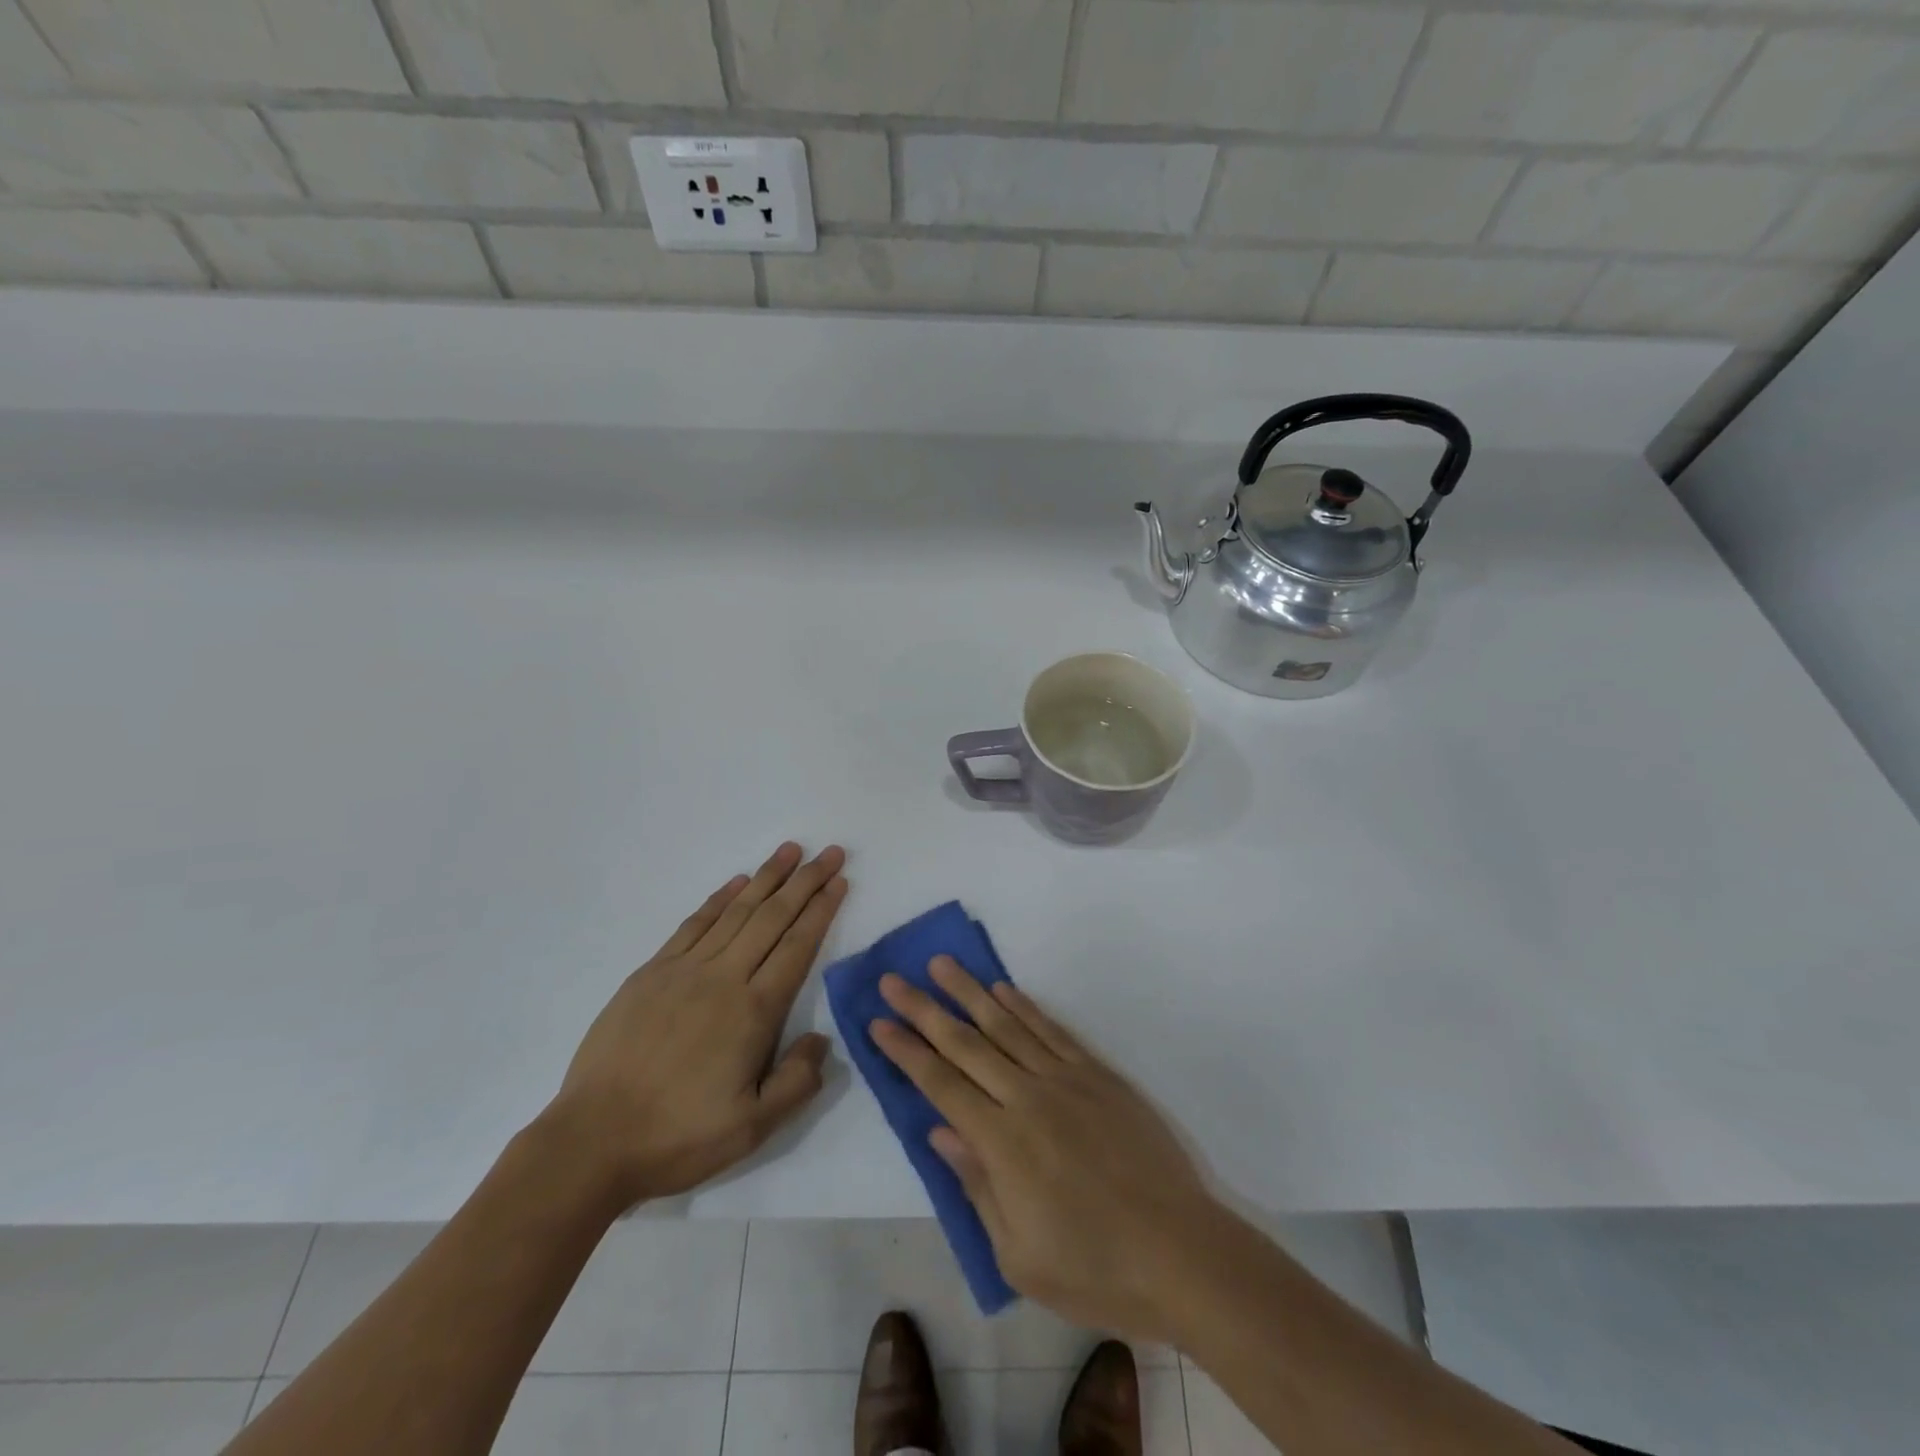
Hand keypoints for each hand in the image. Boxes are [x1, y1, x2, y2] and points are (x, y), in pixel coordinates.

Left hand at [543, 842, 848, 1205]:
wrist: (591, 1141)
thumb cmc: (678, 1136)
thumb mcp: (753, 1128)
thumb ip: (798, 1081)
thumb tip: (820, 1038)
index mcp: (753, 1011)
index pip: (797, 946)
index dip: (821, 910)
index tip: (839, 880)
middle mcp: (723, 978)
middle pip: (772, 918)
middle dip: (805, 881)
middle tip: (829, 852)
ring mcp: (683, 971)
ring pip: (735, 912)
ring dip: (766, 877)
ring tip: (790, 850)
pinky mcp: (650, 974)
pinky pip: (694, 924)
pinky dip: (719, 899)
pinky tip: (736, 883)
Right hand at [871, 958, 1221, 1341]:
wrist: (1180, 1254)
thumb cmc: (1094, 1269)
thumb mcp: (1018, 1254)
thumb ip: (976, 1185)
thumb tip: (940, 1130)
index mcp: (1002, 1144)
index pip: (941, 1086)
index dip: (907, 1053)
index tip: (879, 1023)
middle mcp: (1028, 1098)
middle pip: (966, 1044)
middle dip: (924, 1010)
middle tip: (892, 980)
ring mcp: (1066, 1080)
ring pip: (1007, 1025)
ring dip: (970, 992)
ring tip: (941, 964)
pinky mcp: (1099, 1075)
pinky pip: (1053, 1031)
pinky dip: (1025, 1007)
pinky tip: (1004, 989)